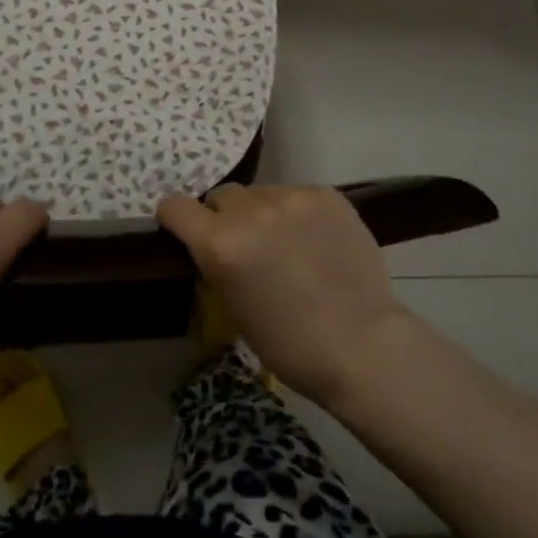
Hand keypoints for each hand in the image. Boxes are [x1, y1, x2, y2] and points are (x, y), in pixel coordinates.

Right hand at [156, 184, 420, 406]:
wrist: (361, 343)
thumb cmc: (290, 344)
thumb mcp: (234, 307)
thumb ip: (219, 263)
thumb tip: (216, 246)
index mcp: (221, 243)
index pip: (176, 206)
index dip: (177, 219)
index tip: (186, 232)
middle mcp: (252, 211)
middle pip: (222, 196)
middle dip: (225, 217)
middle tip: (246, 245)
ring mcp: (292, 197)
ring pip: (262, 193)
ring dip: (263, 213)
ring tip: (287, 243)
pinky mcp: (326, 194)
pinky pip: (297, 195)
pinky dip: (298, 213)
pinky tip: (316, 240)